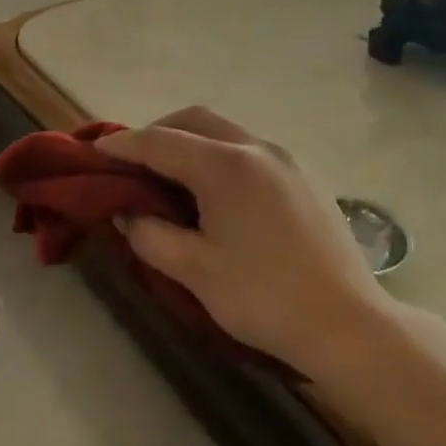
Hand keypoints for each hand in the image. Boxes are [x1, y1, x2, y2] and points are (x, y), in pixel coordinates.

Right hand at [95, 109, 398, 381]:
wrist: (348, 324)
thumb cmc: (264, 298)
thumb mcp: (195, 271)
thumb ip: (150, 235)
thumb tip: (127, 213)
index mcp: (226, 165)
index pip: (160, 142)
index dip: (123, 145)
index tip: (96, 151)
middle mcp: (257, 148)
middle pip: (195, 121)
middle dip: (158, 133)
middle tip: (132, 163)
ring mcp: (286, 160)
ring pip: (225, 132)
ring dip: (190, 143)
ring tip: (169, 178)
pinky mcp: (304, 177)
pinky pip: (249, 151)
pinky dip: (219, 157)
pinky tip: (214, 193)